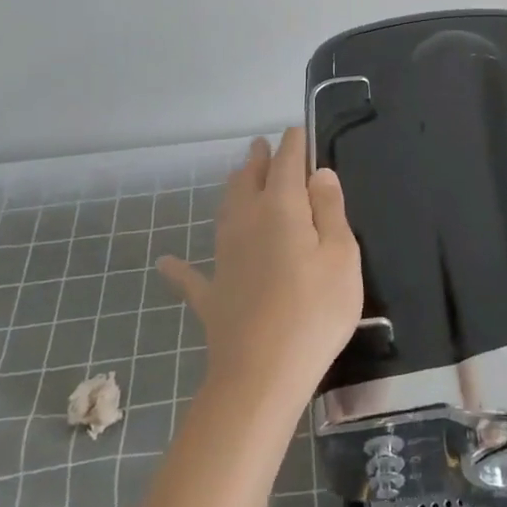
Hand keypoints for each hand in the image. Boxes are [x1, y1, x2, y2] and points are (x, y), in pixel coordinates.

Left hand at [156, 128, 363, 410]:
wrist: (261, 375)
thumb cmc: (314, 310)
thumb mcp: (341, 255)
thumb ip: (330, 210)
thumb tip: (318, 174)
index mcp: (282, 209)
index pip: (288, 165)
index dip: (293, 145)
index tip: (295, 131)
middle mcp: (247, 223)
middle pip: (250, 182)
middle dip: (258, 161)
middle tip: (259, 146)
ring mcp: (224, 259)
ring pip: (225, 213)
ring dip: (231, 191)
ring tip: (235, 177)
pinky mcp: (211, 295)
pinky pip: (191, 276)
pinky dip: (180, 267)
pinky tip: (165, 262)